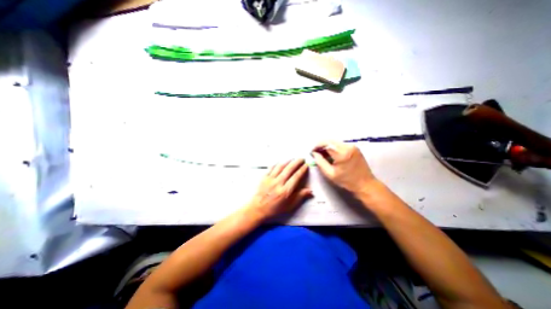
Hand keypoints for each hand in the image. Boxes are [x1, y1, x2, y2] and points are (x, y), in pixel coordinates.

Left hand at [248, 158, 311, 220]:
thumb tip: (310, 191)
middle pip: (289, 169)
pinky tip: (280, 161)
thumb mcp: (289, 206)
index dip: (302, 170)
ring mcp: (270, 179)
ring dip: (287, 161)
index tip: (306, 165)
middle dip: (296, 162)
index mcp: (285, 191)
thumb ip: (300, 197)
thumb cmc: (275, 209)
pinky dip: (277, 163)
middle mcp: (278, 183)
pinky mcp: (264, 177)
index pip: (296, 177)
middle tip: (302, 158)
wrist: (258, 208)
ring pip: (280, 167)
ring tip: (293, 158)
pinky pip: (271, 168)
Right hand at [312, 140, 377, 193]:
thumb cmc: (347, 181)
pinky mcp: (355, 147)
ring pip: (335, 142)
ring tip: (322, 154)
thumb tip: (314, 153)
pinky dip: (334, 147)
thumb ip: (320, 162)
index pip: (326, 144)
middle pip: (330, 141)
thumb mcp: (330, 174)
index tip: (312, 151)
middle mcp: (348, 147)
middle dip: (321, 145)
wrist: (365, 184)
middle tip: (316, 152)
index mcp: (342, 154)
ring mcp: (352, 146)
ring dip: (327, 146)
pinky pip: (340, 144)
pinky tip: (331, 154)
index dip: (317, 146)